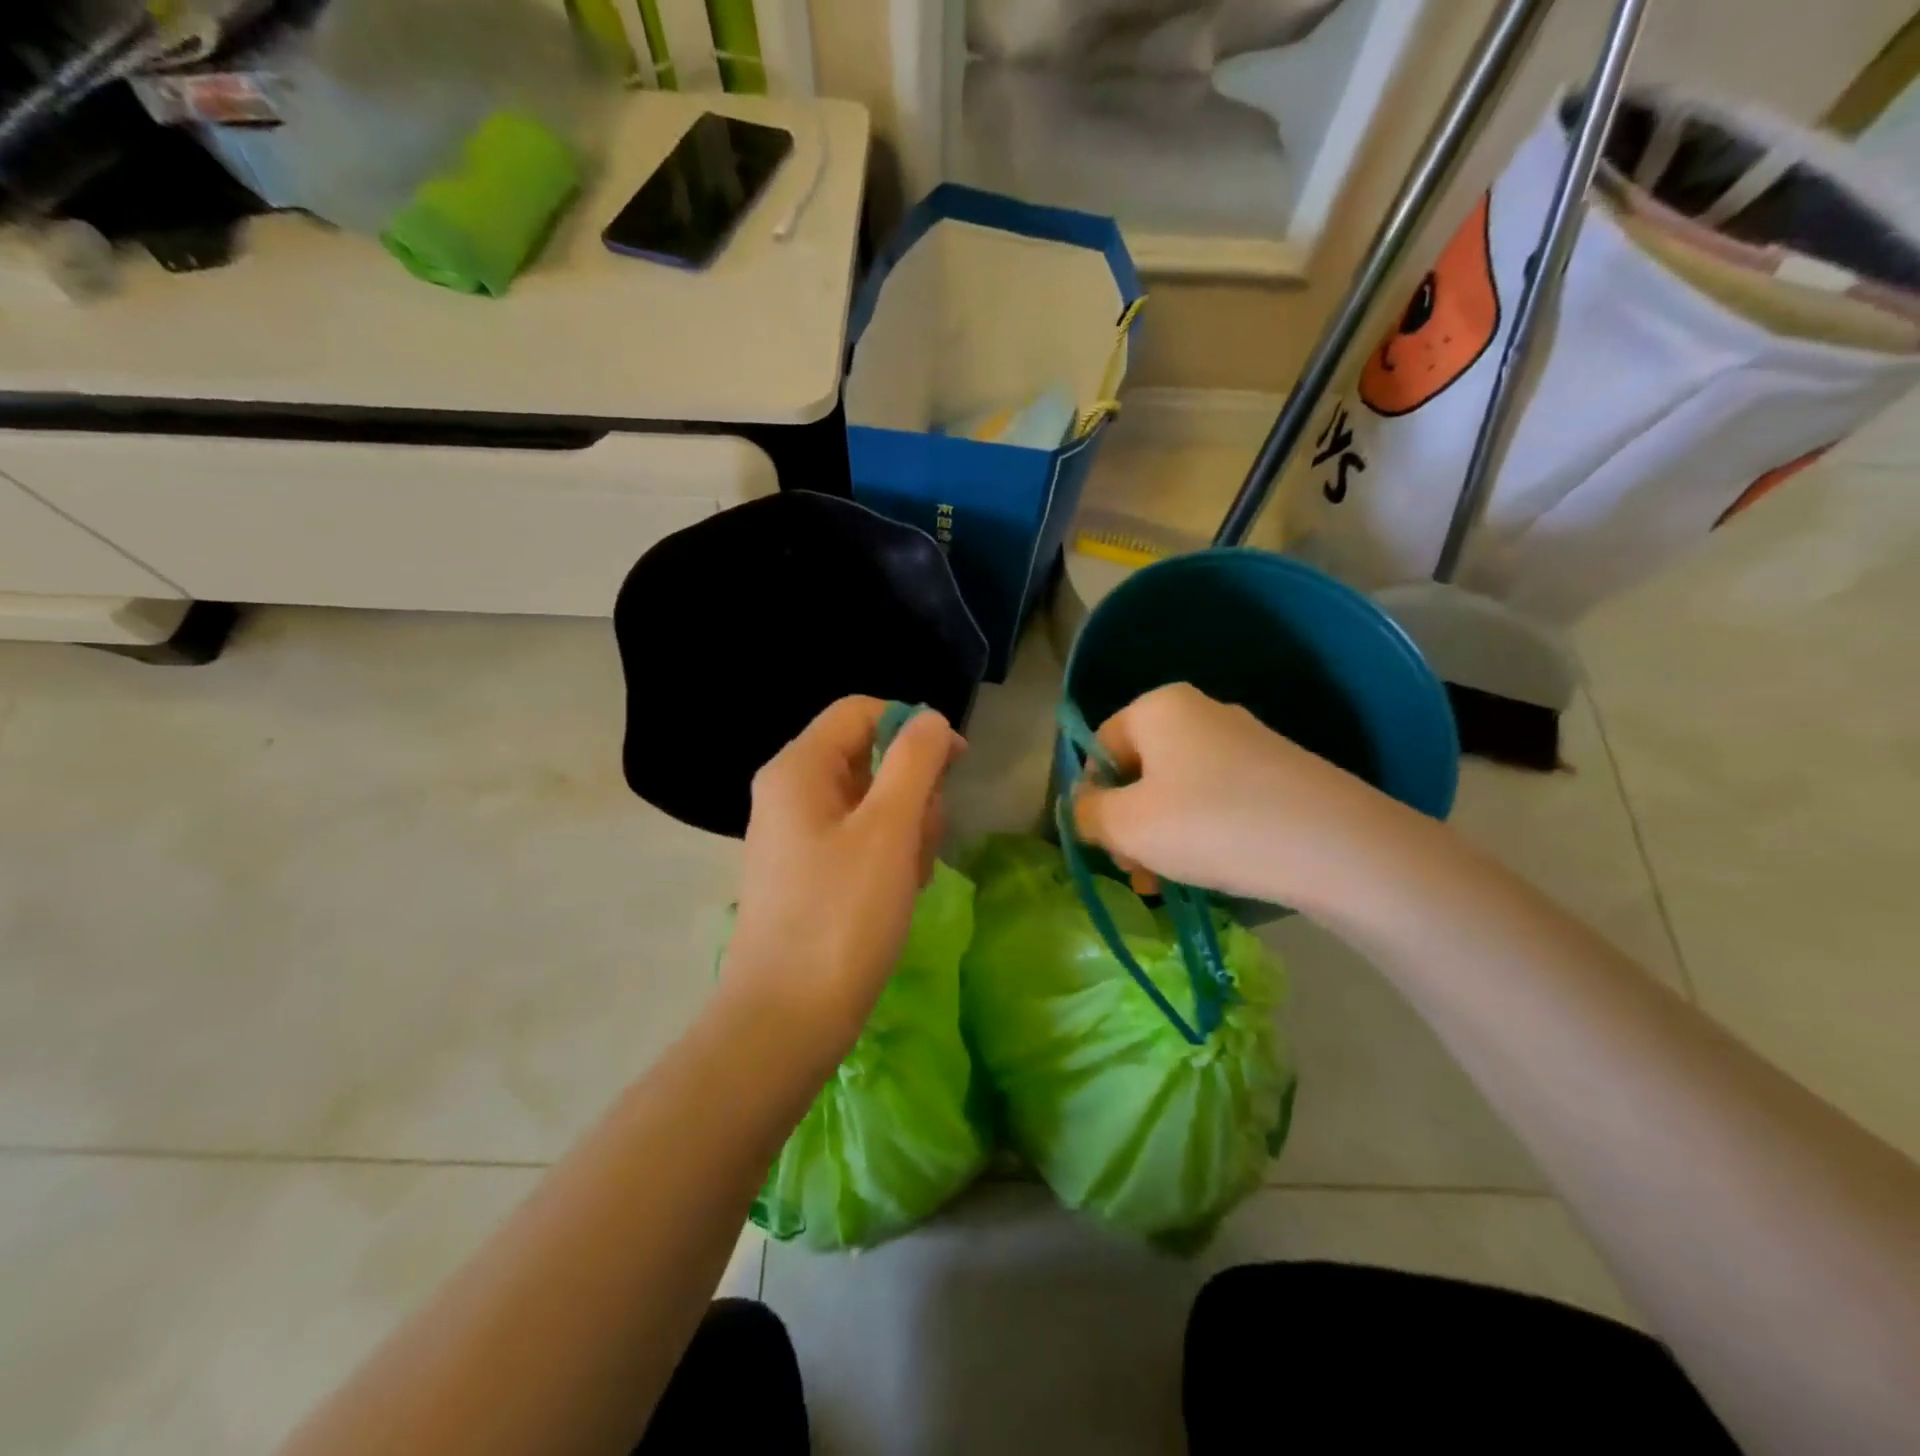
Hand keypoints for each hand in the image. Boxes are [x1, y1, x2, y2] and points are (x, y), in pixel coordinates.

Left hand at [720, 697, 963, 1066]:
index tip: (955, 764)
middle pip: (870, 757)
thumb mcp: (889, 829)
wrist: (787, 1019)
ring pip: (873, 802)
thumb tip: (930, 719)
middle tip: (925, 840)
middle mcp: (791, 791)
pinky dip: (889, 857)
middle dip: (913, 791)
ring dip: (907, 829)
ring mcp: (798, 834)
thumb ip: (915, 761)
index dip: (913, 727)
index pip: (862, 711)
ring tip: (911, 877)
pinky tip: (899, 893)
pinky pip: (860, 840)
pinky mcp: (809, 871)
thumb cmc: (841, 916)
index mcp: (799, 768)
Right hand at [1072, 682, 1417, 913]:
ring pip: (1176, 790)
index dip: (1092, 796)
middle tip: (1135, 871)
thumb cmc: (1212, 824)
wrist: (1338, 847)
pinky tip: (1208, 870)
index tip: (1104, 843)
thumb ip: (1088, 814)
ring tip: (1166, 884)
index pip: (1100, 746)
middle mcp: (1201, 712)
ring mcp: (1244, 741)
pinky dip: (1201, 833)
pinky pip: (1216, 799)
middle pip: (1139, 770)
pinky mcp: (1276, 772)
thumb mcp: (1128, 825)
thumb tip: (1084, 808)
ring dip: (1160, 836)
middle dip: (1127, 823)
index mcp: (1160, 707)